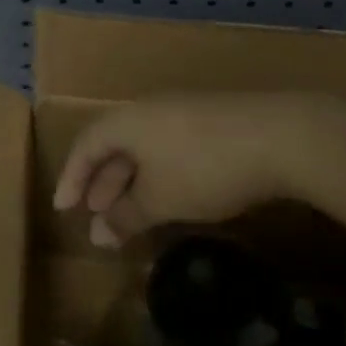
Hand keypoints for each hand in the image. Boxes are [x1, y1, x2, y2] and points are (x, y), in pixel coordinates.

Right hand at [52, 92, 345, 247]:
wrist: (282, 137)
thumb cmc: (204, 167)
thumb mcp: (160, 199)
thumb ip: (125, 216)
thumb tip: (98, 234)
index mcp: (126, 121)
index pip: (85, 145)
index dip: (71, 178)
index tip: (64, 209)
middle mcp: (148, 111)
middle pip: (113, 145)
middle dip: (102, 185)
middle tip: (97, 220)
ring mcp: (182, 113)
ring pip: (143, 149)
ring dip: (131, 183)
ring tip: (131, 216)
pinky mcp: (212, 123)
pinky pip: (168, 149)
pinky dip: (158, 176)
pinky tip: (171, 198)